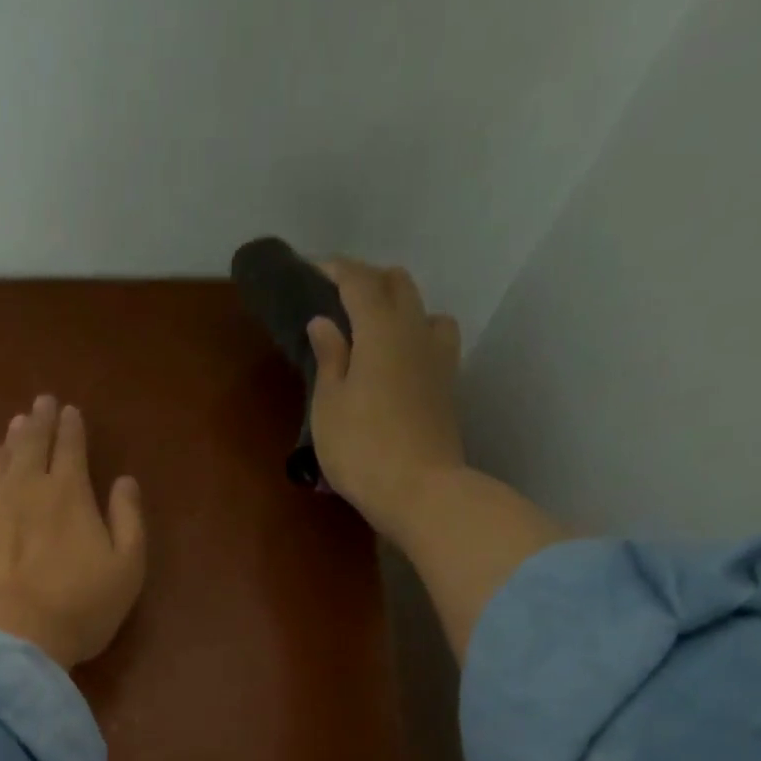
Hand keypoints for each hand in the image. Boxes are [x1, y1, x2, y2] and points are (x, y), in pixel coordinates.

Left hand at [0, 395, 146, 669]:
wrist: (8, 634)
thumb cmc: (77, 608)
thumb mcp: (126, 569)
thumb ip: (129, 520)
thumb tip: (124, 480)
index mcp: (70, 493)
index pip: (72, 448)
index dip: (72, 428)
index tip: (70, 412)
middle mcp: (26, 483)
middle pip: (33, 443)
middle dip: (40, 421)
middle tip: (42, 403)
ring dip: (9, 438)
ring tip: (15, 424)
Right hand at [304, 258, 466, 545]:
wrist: (421, 491)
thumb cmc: (362, 449)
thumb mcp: (329, 406)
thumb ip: (329, 358)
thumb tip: (324, 322)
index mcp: (381, 329)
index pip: (358, 281)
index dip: (335, 270)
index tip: (313, 269)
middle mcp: (415, 331)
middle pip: (397, 284)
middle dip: (367, 280)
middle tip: (338, 299)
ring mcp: (438, 358)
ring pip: (423, 309)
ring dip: (398, 306)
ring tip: (374, 328)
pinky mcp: (448, 386)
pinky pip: (435, 340)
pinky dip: (416, 335)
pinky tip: (401, 359)